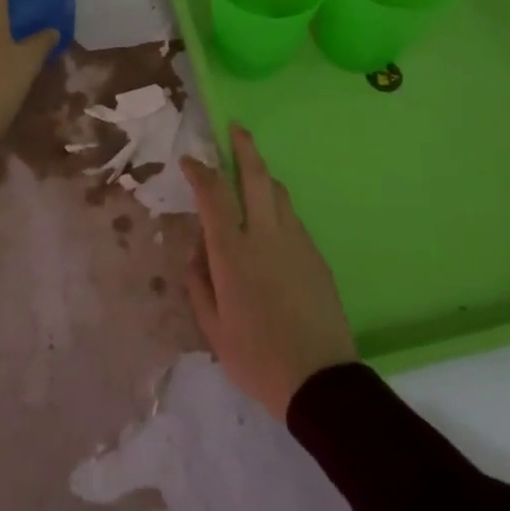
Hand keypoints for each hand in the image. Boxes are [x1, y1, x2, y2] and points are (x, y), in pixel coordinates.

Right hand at [182, 124, 358, 420]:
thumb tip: (198, 252)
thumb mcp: (212, 327)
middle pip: (256, 177)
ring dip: (263, 176)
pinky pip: (293, 219)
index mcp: (232, 252)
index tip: (189, 161)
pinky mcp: (316, 256)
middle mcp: (265, 236)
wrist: (320, 382)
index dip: (200, 171)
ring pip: (279, 193)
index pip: (213, 195)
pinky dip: (277, 207)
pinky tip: (270, 223)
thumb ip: (199, 283)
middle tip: (237, 128)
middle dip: (244, 148)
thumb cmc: (256, 357)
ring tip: (252, 173)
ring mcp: (296, 242)